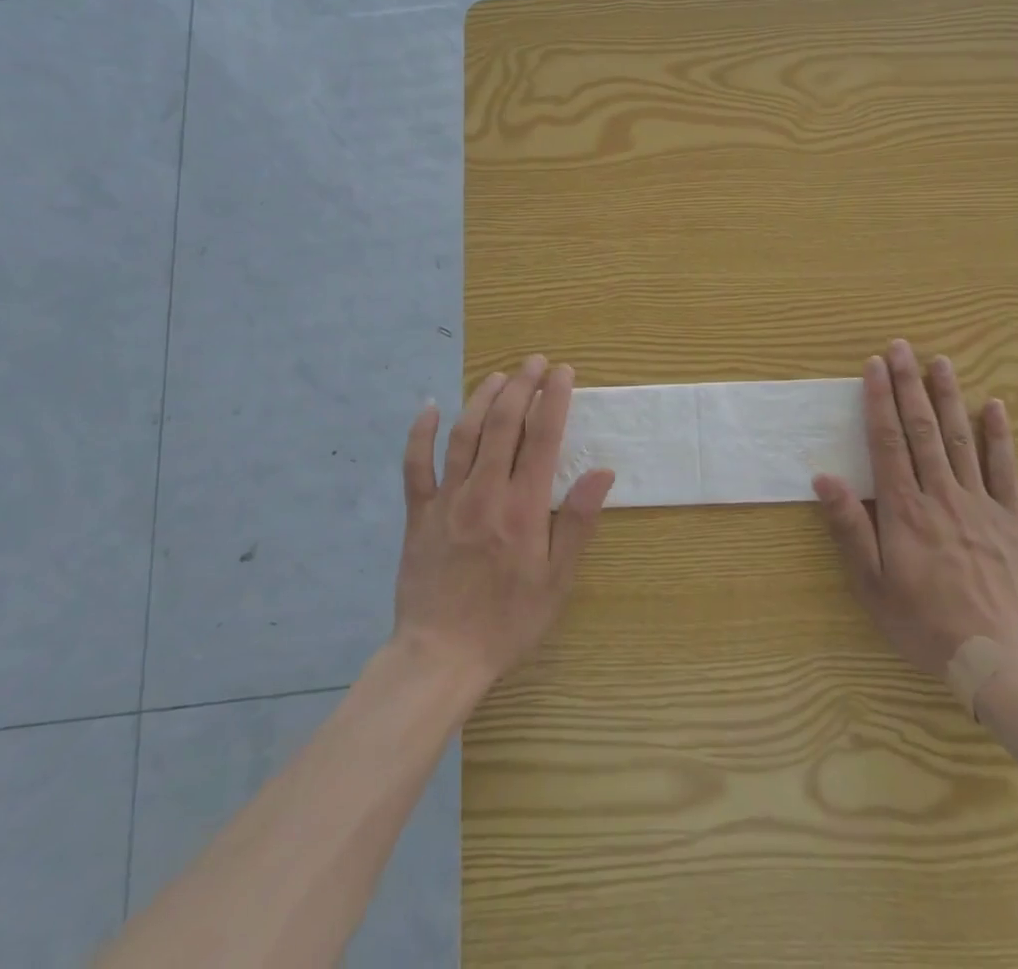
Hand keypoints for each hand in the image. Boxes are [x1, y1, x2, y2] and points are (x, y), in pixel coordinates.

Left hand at [394, 356, 614, 687]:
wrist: (441, 656)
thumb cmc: (508, 621)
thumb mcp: (557, 580)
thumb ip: (577, 522)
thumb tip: (602, 472)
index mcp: (523, 508)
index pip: (543, 438)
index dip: (554, 399)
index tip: (564, 372)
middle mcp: (484, 493)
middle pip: (503, 424)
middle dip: (521, 385)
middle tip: (535, 362)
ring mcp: (446, 500)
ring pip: (463, 434)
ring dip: (482, 398)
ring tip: (499, 375)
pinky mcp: (418, 513)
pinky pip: (415, 465)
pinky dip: (420, 433)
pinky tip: (429, 407)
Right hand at [813, 340, 1017, 680]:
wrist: (999, 660)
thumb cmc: (924, 622)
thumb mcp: (872, 584)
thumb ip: (849, 527)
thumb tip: (823, 478)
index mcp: (904, 510)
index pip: (888, 442)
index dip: (879, 401)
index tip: (874, 366)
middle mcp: (941, 495)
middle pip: (922, 429)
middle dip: (909, 384)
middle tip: (902, 347)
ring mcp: (980, 504)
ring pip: (961, 439)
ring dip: (949, 396)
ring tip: (940, 361)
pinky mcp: (1010, 519)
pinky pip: (1005, 469)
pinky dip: (999, 435)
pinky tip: (994, 406)